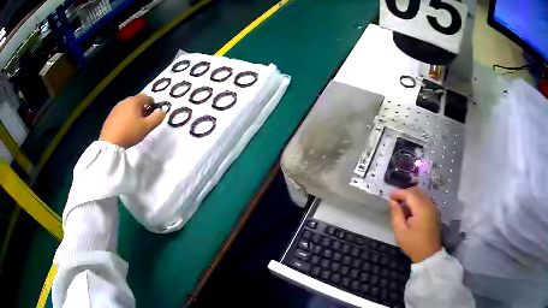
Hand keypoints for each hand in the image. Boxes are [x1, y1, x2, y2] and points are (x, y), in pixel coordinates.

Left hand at [100, 94, 165, 147]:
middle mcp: (125, 101)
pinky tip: (126, 127)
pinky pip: (121, 113)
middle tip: (145, 120)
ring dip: (134, 112)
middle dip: (143, 108)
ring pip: (129, 107)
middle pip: (137, 101)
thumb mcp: (147, 127)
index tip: (154, 113)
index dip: (153, 104)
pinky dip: (126, 116)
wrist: (110, 143)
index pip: (147, 97)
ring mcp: (116, 108)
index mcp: (134, 101)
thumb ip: (157, 117)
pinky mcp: (110, 116)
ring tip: (135, 124)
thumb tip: (163, 110)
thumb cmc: (130, 133)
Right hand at [388, 187, 441, 262]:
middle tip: (394, 200)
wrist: (429, 255)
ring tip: (401, 205)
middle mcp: (429, 204)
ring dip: (411, 196)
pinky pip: (425, 200)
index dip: (399, 193)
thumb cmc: (413, 244)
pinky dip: (417, 201)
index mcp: (421, 208)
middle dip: (405, 193)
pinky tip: (410, 211)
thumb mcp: (400, 232)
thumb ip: (396, 214)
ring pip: (422, 195)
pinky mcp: (434, 212)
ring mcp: (433, 208)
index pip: (409, 194)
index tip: (389, 195)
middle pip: (417, 191)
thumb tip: (392, 202)